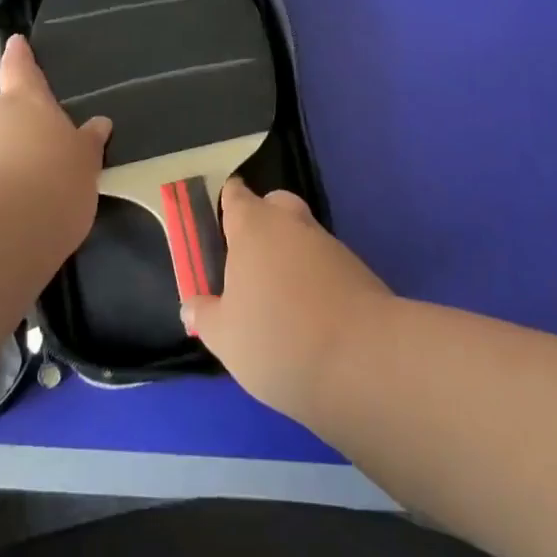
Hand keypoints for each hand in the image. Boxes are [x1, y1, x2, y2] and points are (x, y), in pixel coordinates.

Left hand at [0, 35, 110, 241]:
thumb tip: (99, 125)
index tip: (15, 41)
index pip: (22, 70)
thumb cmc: (53, 182)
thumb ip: (86, 145)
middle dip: (13, 140)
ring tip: (17, 211)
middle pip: (1, 122)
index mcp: (26, 104)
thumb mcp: (84, 164)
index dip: (20, 56)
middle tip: (35, 168)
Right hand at [182, 178, 392, 419]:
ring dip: (291, 256)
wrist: (364, 361)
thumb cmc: (277, 338)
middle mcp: (292, 224)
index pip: (236, 196)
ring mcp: (330, 246)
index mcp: (253, 226)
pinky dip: (316, 281)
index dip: (227, 202)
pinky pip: (327, 266)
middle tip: (248, 260)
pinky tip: (309, 318)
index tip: (219, 218)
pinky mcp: (359, 272)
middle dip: (263, 222)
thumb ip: (205, 316)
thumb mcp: (225, 337)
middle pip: (275, 206)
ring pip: (303, 237)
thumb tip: (192, 305)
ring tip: (278, 302)